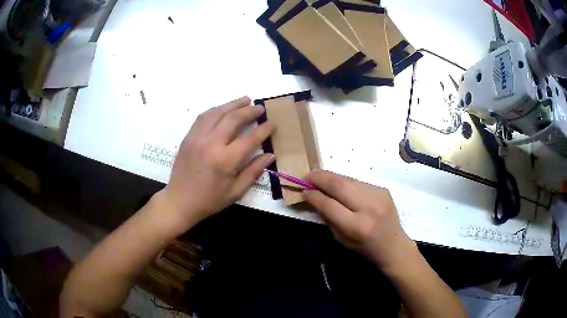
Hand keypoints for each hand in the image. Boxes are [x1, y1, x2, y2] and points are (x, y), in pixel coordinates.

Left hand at [157, 96, 274, 233]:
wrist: (180, 201)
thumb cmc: (210, 200)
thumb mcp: (236, 191)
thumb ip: (253, 171)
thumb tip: (270, 155)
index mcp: (225, 160)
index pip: (250, 138)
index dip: (264, 129)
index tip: (272, 123)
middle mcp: (211, 143)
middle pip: (233, 119)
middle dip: (250, 111)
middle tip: (260, 108)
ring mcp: (197, 137)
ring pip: (217, 112)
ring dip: (233, 104)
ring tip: (245, 100)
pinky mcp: (188, 137)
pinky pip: (203, 117)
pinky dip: (216, 109)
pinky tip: (223, 108)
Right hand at [303, 170, 415, 269]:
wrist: (393, 245)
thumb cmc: (365, 248)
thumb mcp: (342, 239)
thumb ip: (328, 218)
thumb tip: (315, 198)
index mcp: (357, 226)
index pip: (329, 205)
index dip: (314, 196)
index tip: (304, 190)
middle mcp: (369, 208)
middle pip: (340, 185)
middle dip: (321, 178)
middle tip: (308, 175)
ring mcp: (378, 196)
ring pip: (349, 179)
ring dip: (332, 176)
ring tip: (320, 176)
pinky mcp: (383, 190)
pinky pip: (359, 182)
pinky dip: (346, 181)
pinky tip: (340, 184)